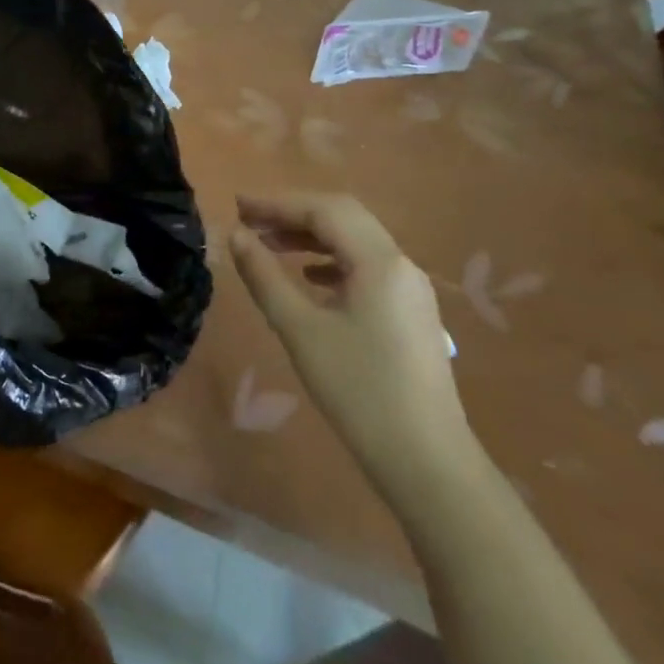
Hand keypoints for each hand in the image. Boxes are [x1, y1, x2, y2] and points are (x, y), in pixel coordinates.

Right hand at [229, 193, 474, 501]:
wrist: (426, 461)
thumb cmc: (358, 390)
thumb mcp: (299, 329)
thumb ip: (264, 276)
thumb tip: (236, 236)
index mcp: (379, 262)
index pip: (324, 211)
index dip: (277, 203)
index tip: (237, 206)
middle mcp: (401, 265)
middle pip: (344, 218)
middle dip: (294, 214)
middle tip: (250, 221)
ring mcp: (411, 290)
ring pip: (356, 242)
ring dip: (312, 236)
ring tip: (269, 245)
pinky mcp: (411, 313)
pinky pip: (367, 267)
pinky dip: (332, 260)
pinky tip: (310, 277)